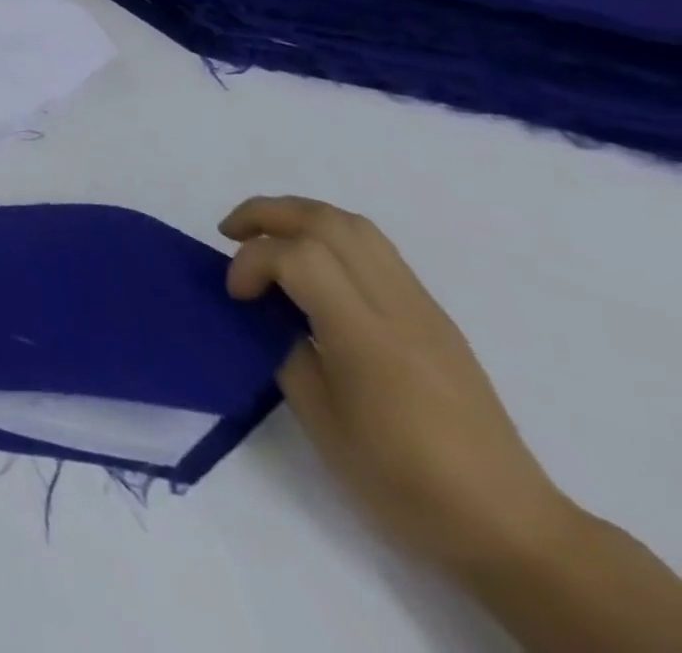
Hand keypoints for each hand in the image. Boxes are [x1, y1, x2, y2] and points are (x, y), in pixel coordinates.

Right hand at [221, 195, 568, 574]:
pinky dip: (327, 239)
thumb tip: (267, 314)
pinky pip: (375, 250)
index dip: (252, 262)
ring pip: (355, 226)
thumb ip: (285, 350)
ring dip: (298, 218)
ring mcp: (423, 309)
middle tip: (230, 235)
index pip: (300, 258)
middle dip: (267, 214)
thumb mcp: (321, 420)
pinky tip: (309, 272)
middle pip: (328, 222)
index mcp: (369, 340)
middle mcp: (400, 310)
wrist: (511, 529)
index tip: (236, 296)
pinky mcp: (434, 317)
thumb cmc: (404, 483)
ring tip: (265, 242)